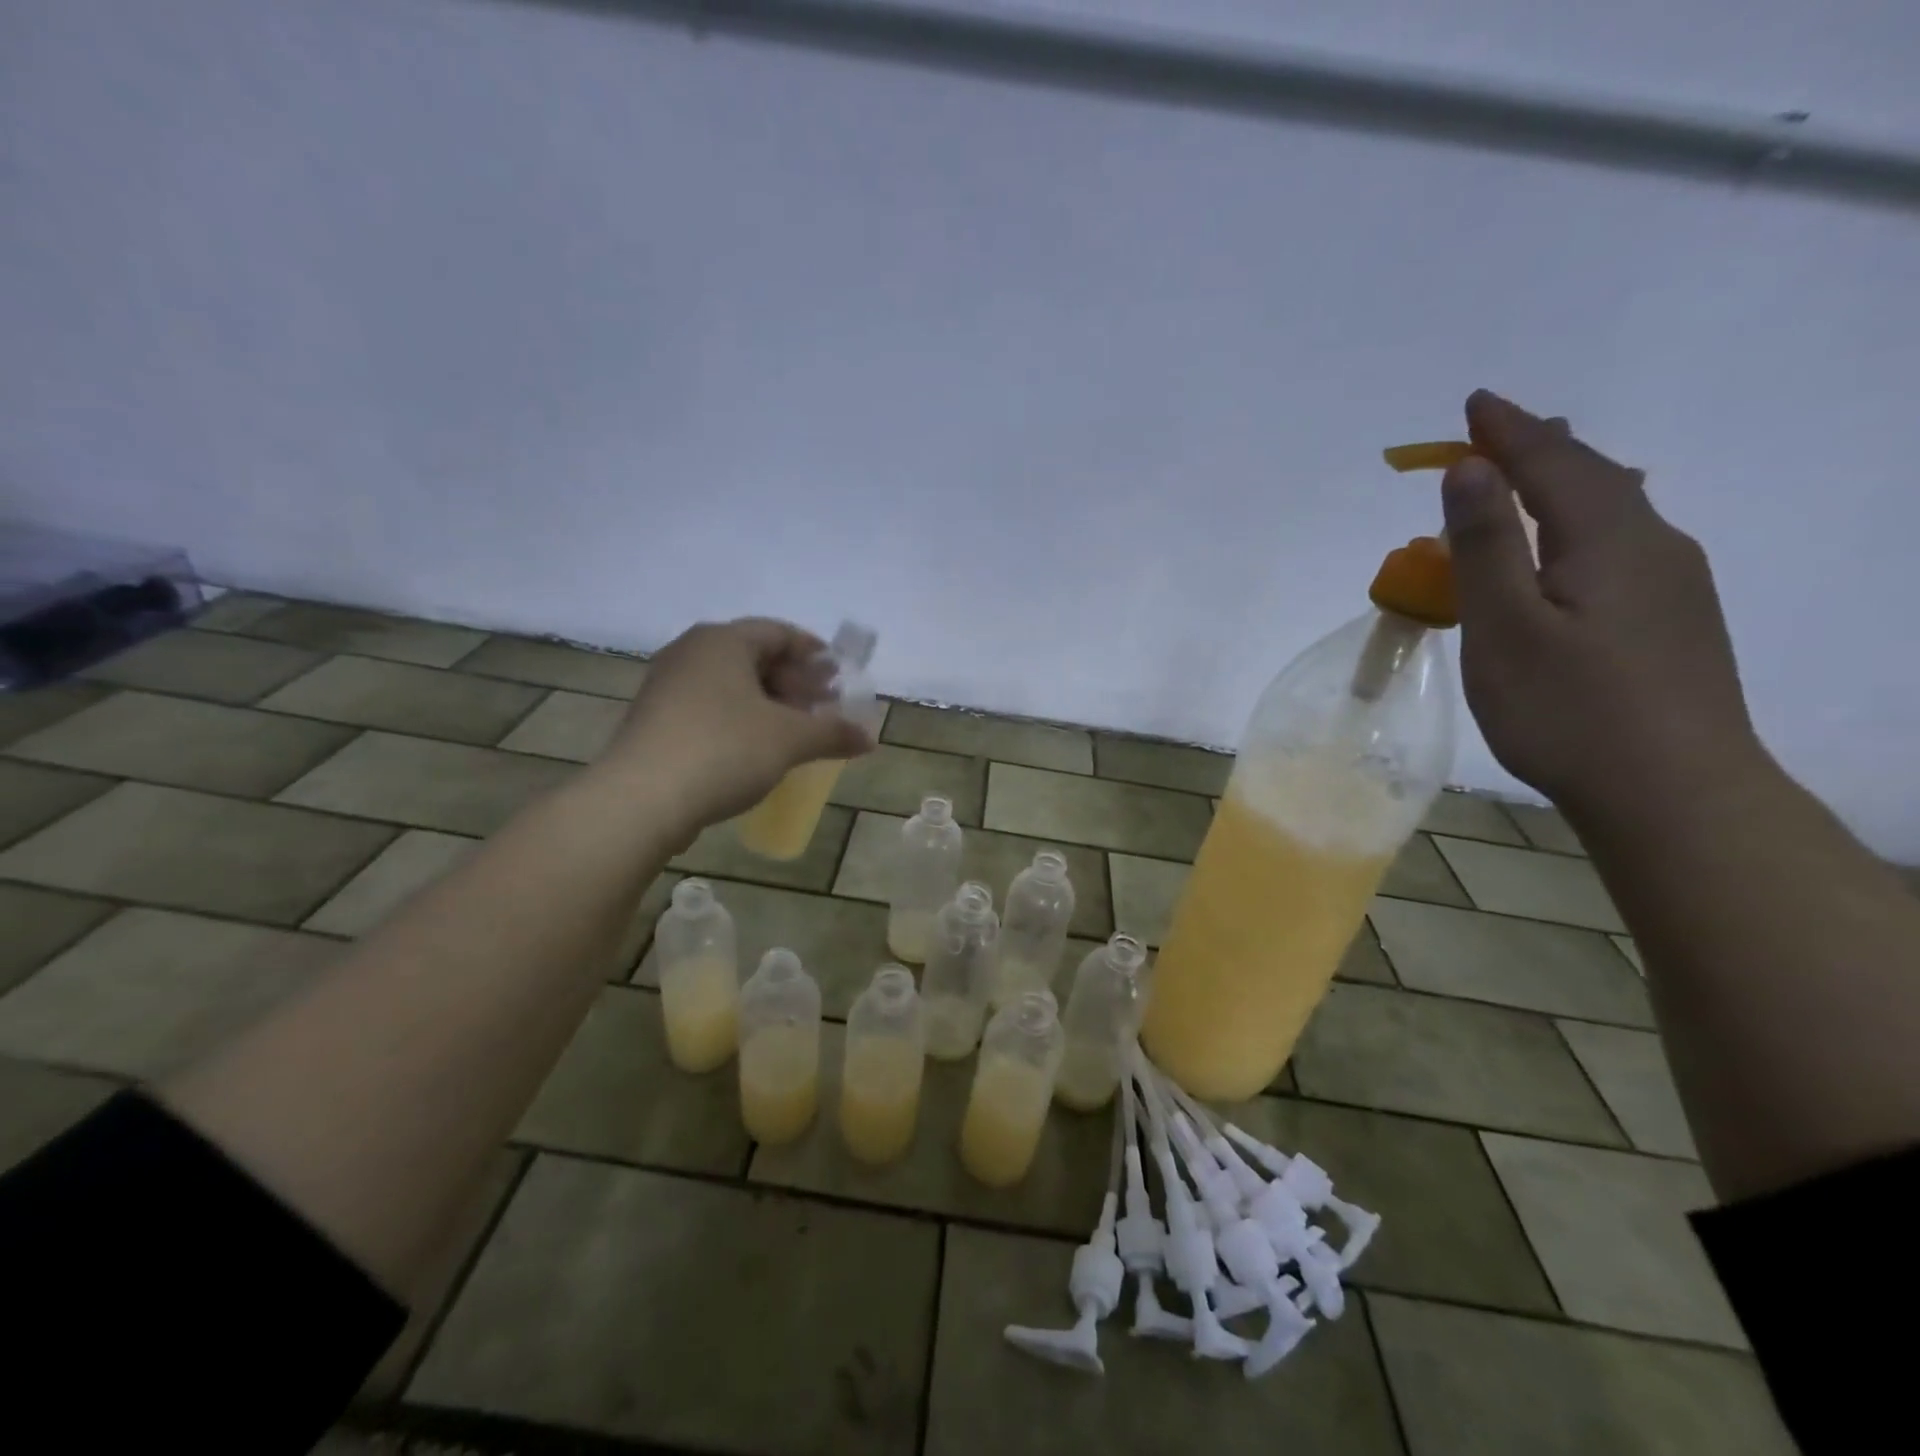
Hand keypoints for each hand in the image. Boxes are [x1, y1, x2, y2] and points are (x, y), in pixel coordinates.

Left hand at [603, 618, 874, 825]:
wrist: (641, 800)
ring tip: (795, 731)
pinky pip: (710, 706)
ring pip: (731, 684)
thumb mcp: (790, 740)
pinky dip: (740, 719)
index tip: (838, 675)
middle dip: (794, 681)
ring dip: (769, 703)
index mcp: (723, 641)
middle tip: (823, 706)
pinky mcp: (655, 720)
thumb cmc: (724, 750)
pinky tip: (757, 749)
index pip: (779, 632)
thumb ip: (833, 733)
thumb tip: (870, 738)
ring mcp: (667, 686)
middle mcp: (691, 652)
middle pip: (755, 656)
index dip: (814, 652)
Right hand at [1440, 391, 1758, 815]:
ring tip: (1535, 472)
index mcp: (1610, 538)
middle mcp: (1654, 546)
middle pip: (1595, 476)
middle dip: (1541, 448)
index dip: (1509, 432)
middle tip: (1500, 431)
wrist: (1674, 792)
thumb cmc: (1568, 708)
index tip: (1475, 402)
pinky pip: (1622, 544)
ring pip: (1616, 509)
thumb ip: (1486, 545)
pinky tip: (1575, 543)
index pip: (1553, 463)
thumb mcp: (1505, 626)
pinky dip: (1581, 523)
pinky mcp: (1674, 621)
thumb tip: (1469, 470)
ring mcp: (1674, 585)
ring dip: (1566, 483)